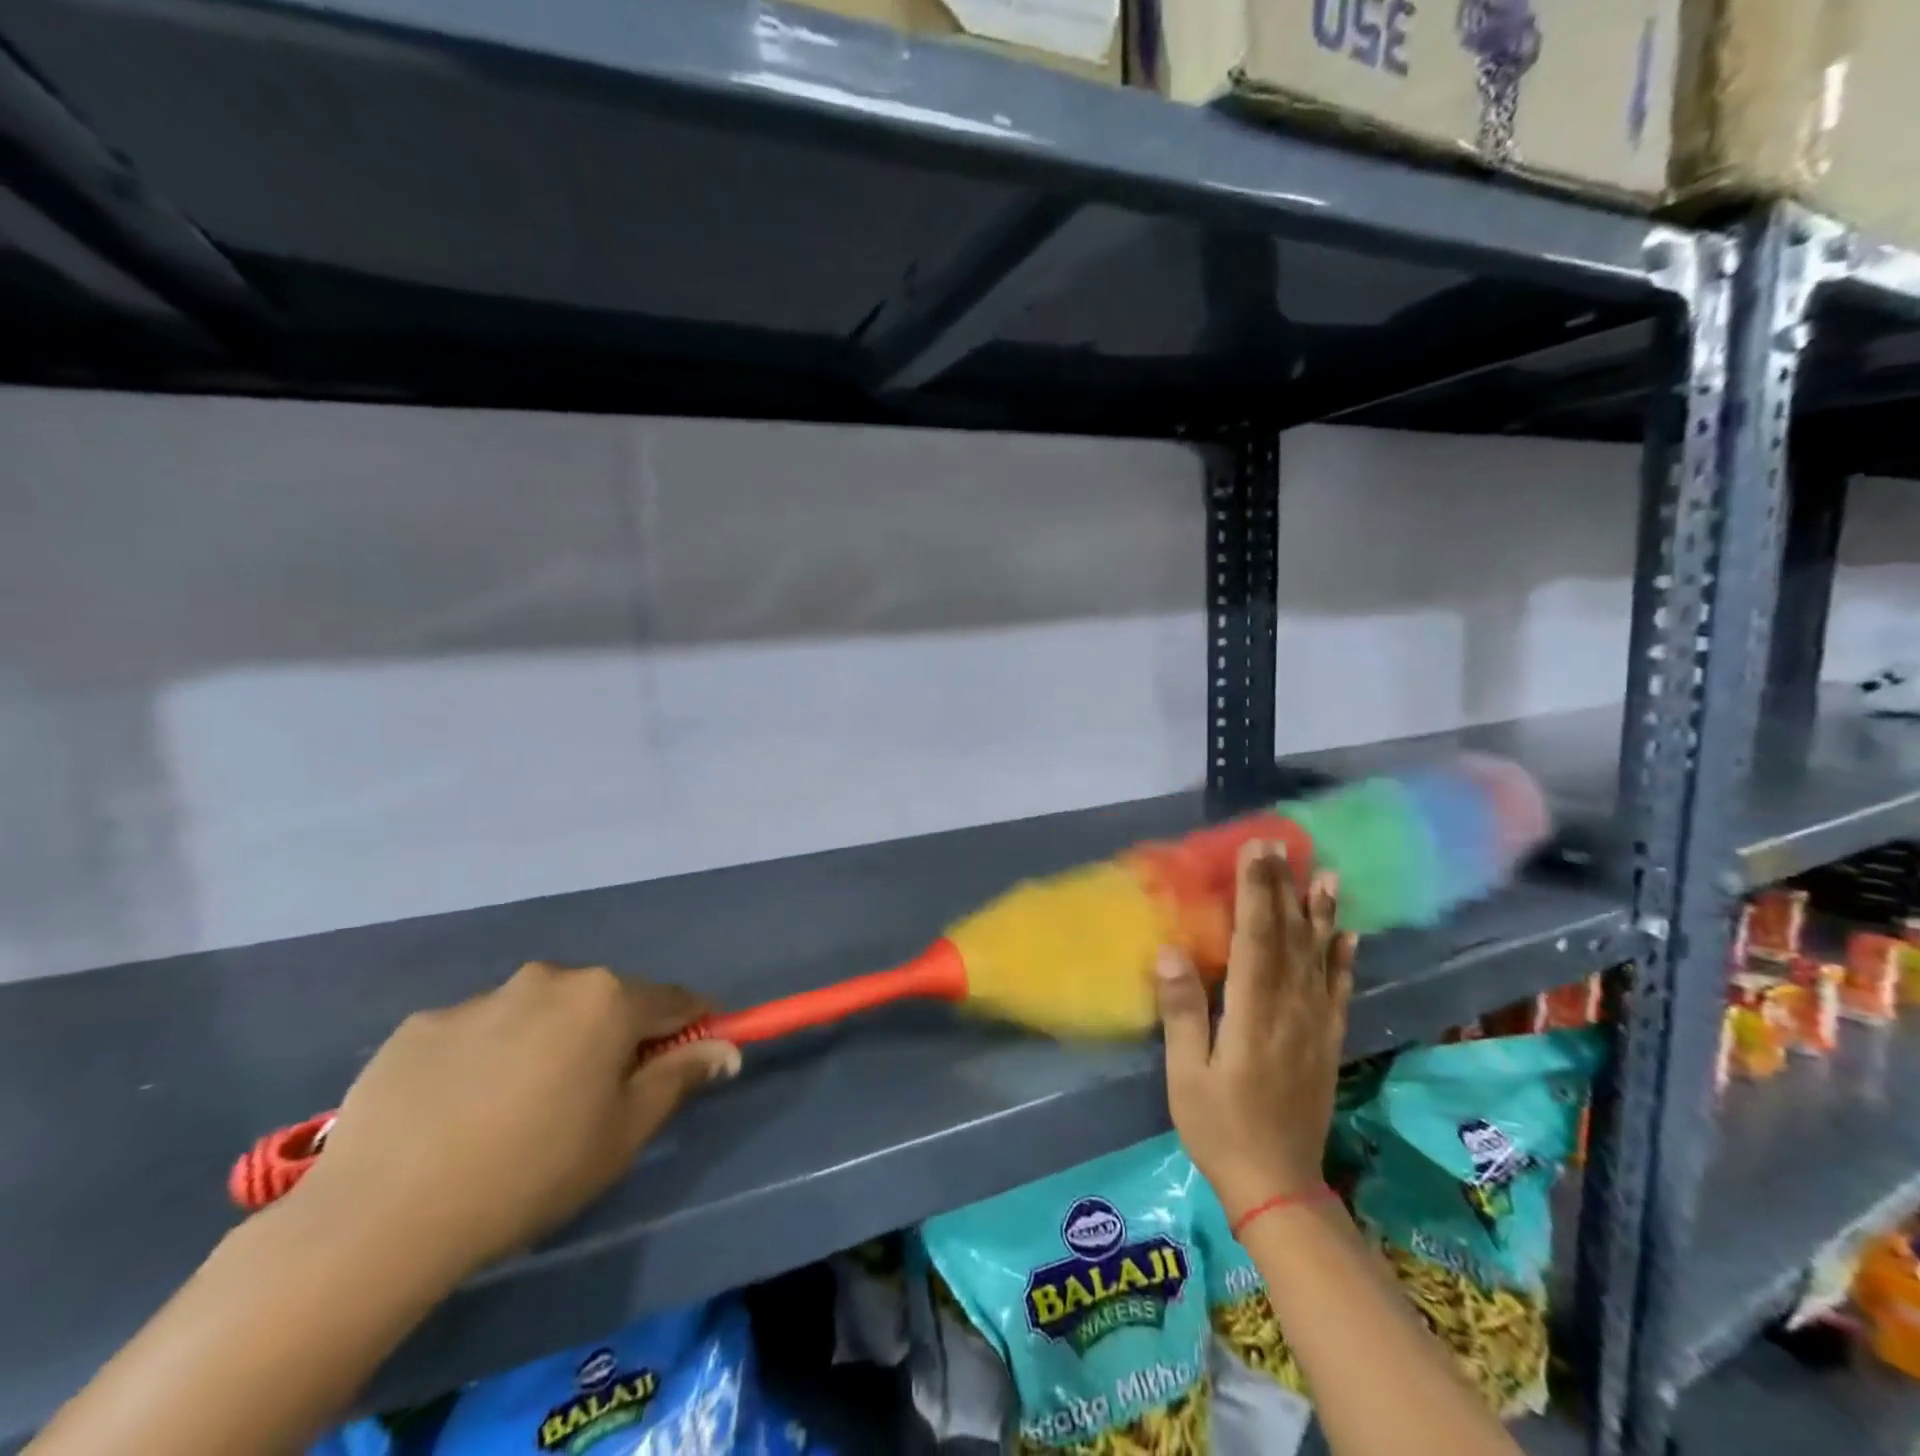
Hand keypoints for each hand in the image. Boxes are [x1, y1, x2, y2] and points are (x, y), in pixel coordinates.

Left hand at [295, 962, 738, 1275]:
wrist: (380, 1216)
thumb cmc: (533, 1170)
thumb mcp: (625, 1133)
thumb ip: (681, 1077)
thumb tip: (725, 1048)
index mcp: (607, 998)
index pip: (675, 1000)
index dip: (690, 1027)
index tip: (688, 1058)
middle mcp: (550, 979)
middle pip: (605, 1000)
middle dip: (612, 1036)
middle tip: (592, 1099)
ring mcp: (482, 997)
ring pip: (538, 1012)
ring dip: (547, 1043)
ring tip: (516, 1110)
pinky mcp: (422, 1024)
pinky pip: (478, 1032)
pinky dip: (485, 1058)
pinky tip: (458, 1113)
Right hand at [1157, 841, 1355, 1221]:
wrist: (1278, 1186)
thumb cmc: (1220, 1129)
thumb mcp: (1186, 1076)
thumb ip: (1182, 1012)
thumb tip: (1169, 952)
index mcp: (1253, 1015)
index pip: (1256, 939)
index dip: (1256, 892)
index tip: (1255, 852)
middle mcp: (1291, 1011)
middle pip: (1288, 938)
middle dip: (1282, 888)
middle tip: (1280, 845)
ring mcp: (1315, 1026)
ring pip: (1319, 958)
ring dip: (1320, 913)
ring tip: (1324, 874)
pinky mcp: (1327, 1042)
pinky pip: (1339, 991)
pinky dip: (1344, 959)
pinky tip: (1349, 933)